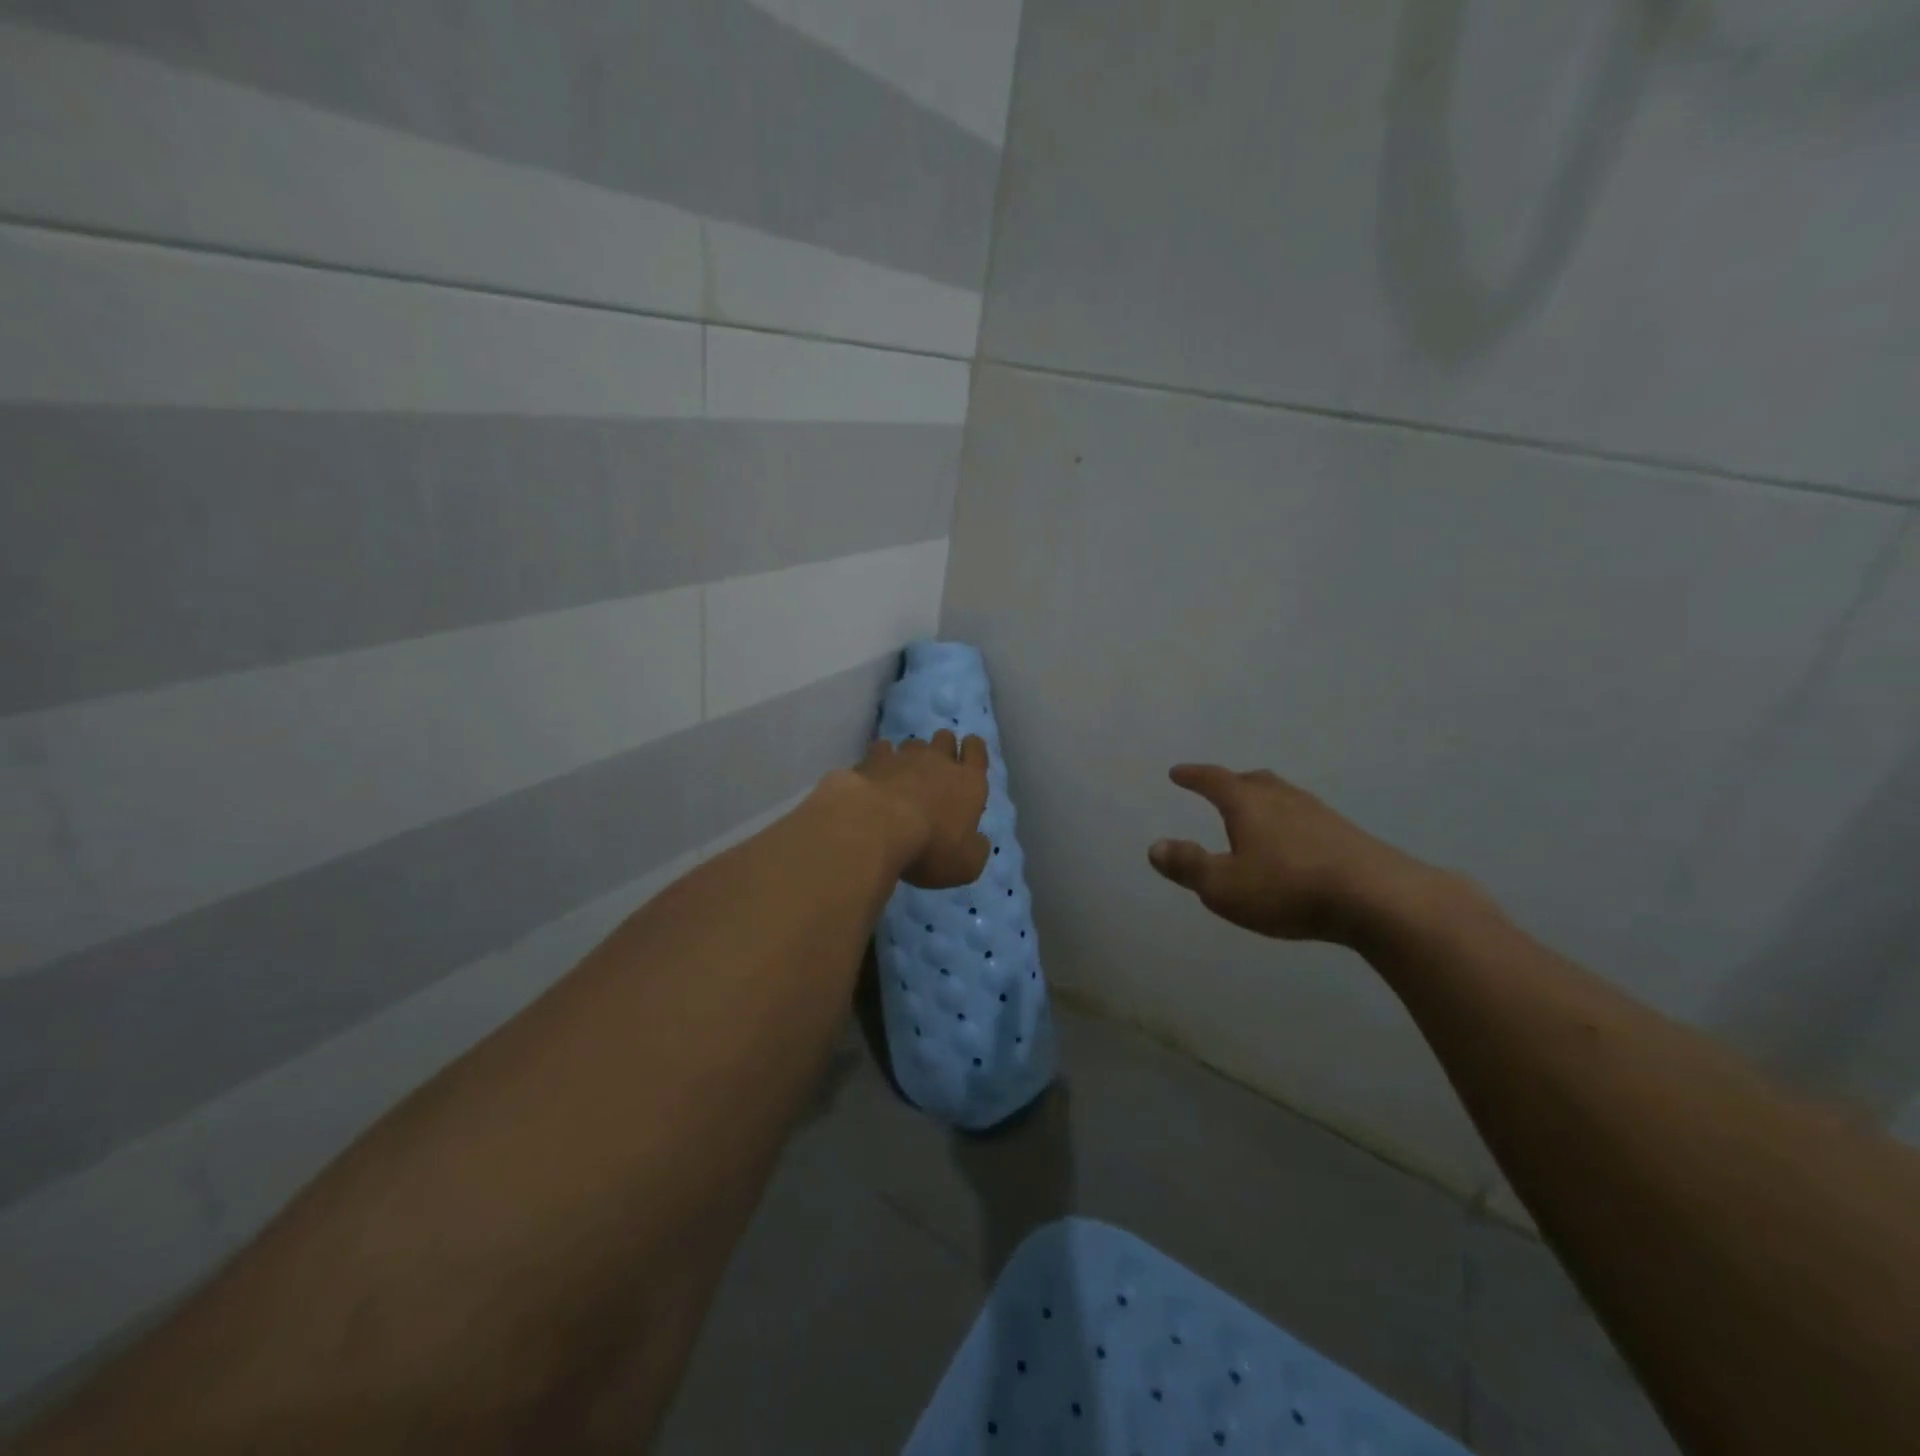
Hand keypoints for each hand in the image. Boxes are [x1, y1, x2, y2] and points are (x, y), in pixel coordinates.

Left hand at [854, 730, 990, 888]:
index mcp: (969, 782)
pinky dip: (881, 759)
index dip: (972, 749)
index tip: (966, 757)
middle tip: (936, 770)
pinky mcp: (873, 760)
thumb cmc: (930, 848)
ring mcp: (903, 757)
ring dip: (912, 756)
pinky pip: (881, 749)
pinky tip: (877, 773)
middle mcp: (939, 761)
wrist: (876, 828)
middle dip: (943, 749)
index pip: (976, 750)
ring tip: (905, 775)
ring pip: (913, 743)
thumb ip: (976, 849)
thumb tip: (978, 841)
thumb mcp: (966, 865)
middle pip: (945, 739)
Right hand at [1148, 764, 1433, 944]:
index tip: (1177, 772)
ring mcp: (1319, 814)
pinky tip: (1295, 842)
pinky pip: (1306, 817)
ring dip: (1264, 800)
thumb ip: (1188, 866)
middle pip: (1253, 780)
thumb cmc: (1288, 889)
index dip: (1193, 776)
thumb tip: (1155, 847)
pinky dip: (1290, 821)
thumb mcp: (1224, 886)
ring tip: (1255, 813)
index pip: (1214, 780)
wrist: (1378, 899)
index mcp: (1248, 804)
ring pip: (1284, 796)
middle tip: (1218, 786)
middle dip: (1231, 782)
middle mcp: (1283, 799)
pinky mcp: (1346, 835)